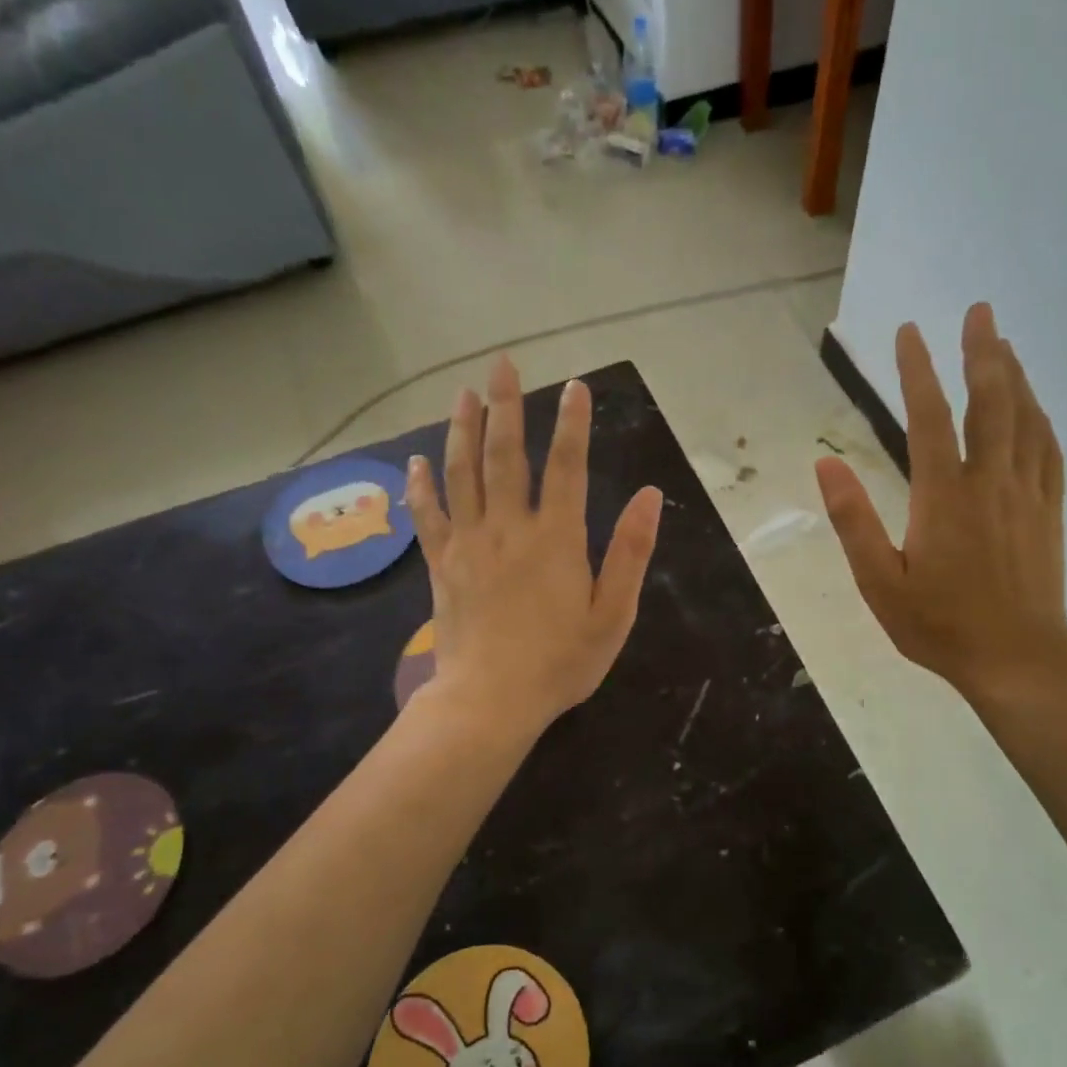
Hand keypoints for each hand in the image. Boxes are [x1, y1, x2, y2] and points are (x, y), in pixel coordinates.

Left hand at [406, 356, 662, 737]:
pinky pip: (427, 515)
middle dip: (505, 405)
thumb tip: (651, 496)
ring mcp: (469, 544)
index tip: (575, 385)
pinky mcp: (442, 564)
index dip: (573, 423)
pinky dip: (421, 485)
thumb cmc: (561, 663)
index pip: (567, 466)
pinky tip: (416, 461)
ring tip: (463, 394)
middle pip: (504, 455)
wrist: (490, 701)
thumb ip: (631, 553)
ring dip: (462, 429)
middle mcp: (509, 529)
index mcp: (556, 539)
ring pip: (462, 473)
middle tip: (501, 364)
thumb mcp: (613, 615)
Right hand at [815, 304, 1066, 704]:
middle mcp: (990, 482)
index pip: (929, 418)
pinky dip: (1040, 419)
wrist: (1017, 660)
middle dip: (983, 352)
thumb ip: (853, 521)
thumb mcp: (879, 582)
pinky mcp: (1048, 512)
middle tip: (980, 310)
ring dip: (1015, 376)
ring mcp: (1026, 495)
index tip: (908, 332)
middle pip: (991, 402)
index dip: (917, 371)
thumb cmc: (939, 626)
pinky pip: (1048, 451)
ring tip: (1004, 343)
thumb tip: (825, 465)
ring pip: (1025, 419)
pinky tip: (1035, 407)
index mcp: (944, 496)